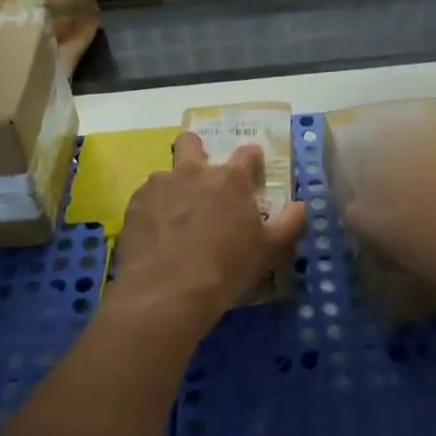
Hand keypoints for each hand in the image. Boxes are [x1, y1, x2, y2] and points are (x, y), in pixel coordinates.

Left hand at [109, 131, 308, 327]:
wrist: (167, 293)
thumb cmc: (226, 268)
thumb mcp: (270, 250)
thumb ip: (291, 223)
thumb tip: (301, 207)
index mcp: (229, 179)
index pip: (246, 153)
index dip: (252, 158)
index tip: (253, 167)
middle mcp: (192, 172)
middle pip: (191, 142)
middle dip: (196, 150)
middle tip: (201, 177)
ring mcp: (158, 186)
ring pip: (165, 175)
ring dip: (173, 189)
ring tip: (175, 218)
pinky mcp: (133, 205)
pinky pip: (145, 199)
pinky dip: (153, 211)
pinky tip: (156, 235)